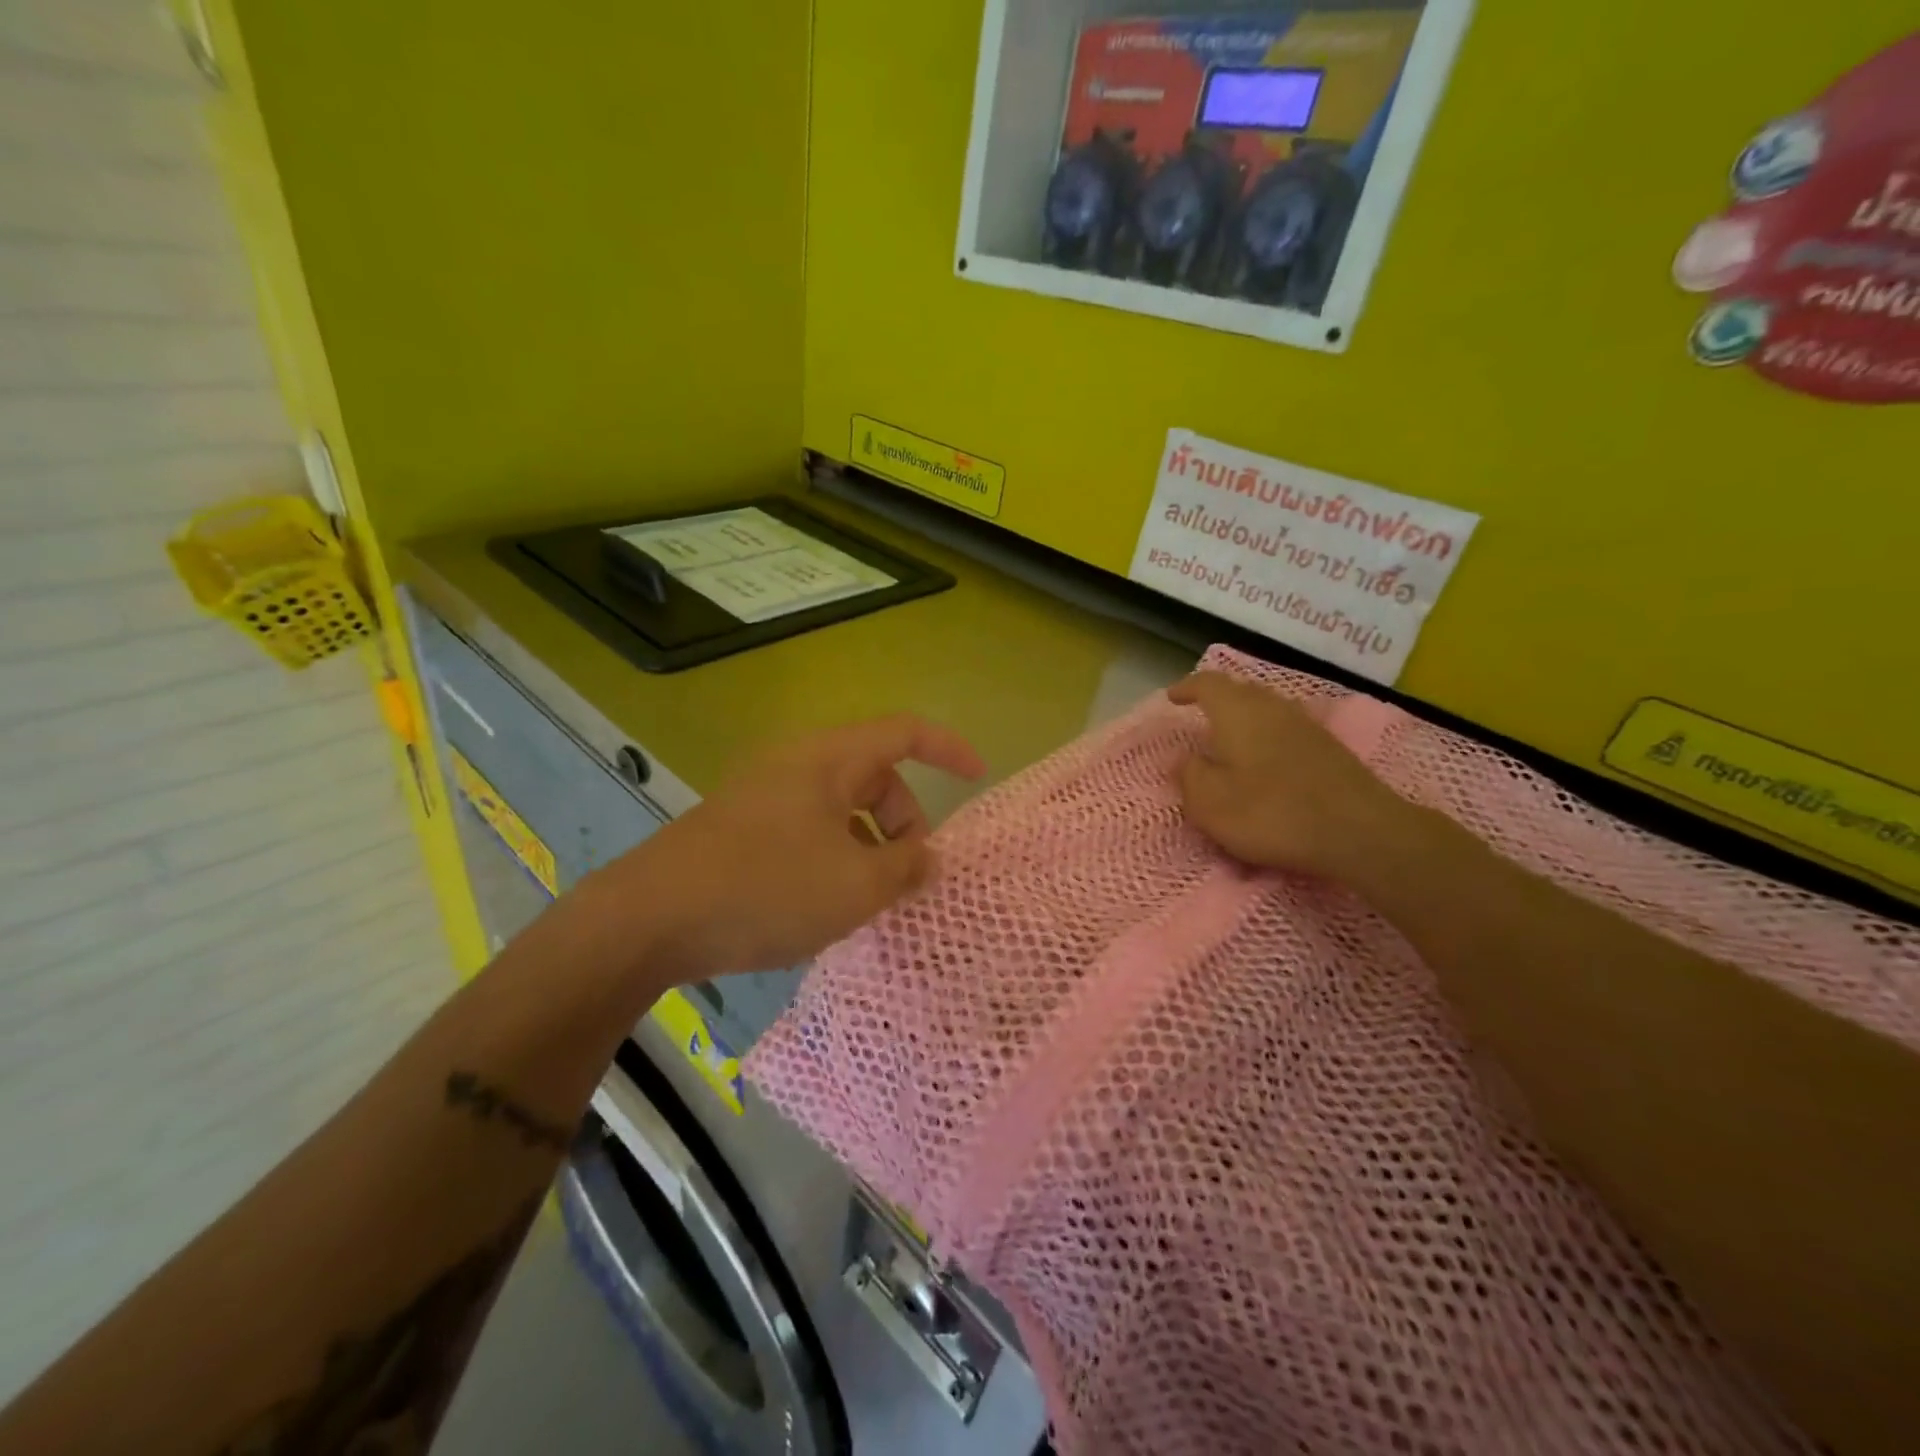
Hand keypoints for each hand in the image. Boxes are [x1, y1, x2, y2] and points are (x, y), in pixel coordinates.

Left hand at [608, 714, 985, 981]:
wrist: (648, 920)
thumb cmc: (766, 889)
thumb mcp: (854, 885)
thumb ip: (906, 868)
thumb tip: (930, 858)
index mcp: (828, 760)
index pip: (904, 733)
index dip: (948, 748)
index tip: (978, 777)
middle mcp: (797, 765)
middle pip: (875, 776)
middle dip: (905, 820)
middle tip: (910, 875)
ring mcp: (765, 797)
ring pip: (842, 809)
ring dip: (869, 846)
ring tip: (869, 899)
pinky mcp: (743, 829)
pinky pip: (810, 830)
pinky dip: (835, 857)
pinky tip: (825, 905)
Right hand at [1169, 672, 1416, 881]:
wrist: (1359, 831)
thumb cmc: (1271, 813)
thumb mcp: (1210, 804)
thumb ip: (1189, 776)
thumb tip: (1183, 759)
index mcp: (1237, 712)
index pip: (1208, 684)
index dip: (1188, 687)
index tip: (1173, 697)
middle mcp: (1272, 707)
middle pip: (1240, 690)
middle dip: (1217, 698)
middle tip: (1199, 714)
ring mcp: (1305, 725)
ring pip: (1266, 707)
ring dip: (1244, 716)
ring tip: (1229, 736)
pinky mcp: (1328, 747)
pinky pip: (1285, 727)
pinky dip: (1267, 734)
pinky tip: (1265, 757)